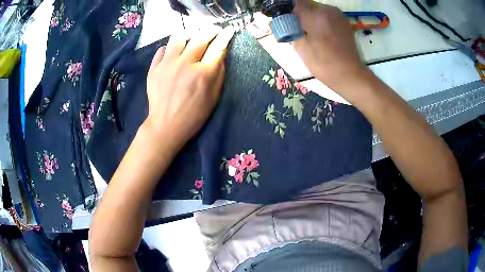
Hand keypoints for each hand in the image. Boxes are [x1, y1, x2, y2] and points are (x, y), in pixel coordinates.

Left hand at [145, 26, 234, 148]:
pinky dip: (170, 48)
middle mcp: (185, 64)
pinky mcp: (154, 68)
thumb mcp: (213, 97)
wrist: (165, 126)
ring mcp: (167, 64)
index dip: (225, 36)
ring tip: (192, 38)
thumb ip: (219, 74)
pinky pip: (162, 49)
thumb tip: (220, 54)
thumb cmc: (193, 115)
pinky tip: (174, 54)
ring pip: (179, 37)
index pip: (217, 47)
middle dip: (211, 30)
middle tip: (214, 31)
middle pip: (200, 37)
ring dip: (189, 34)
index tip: (229, 30)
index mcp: (203, 73)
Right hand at [292, 0, 367, 92]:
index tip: (285, 21)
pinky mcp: (344, 22)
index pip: (295, 3)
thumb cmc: (323, 62)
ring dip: (310, 17)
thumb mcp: (300, 46)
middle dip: (299, 14)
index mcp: (315, 13)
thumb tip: (279, 21)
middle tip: (296, 29)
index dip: (288, 11)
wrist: (349, 75)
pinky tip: (321, 34)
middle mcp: (328, 9)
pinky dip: (321, 21)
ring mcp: (338, 15)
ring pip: (318, 10)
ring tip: (309, 33)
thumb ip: (289, 28)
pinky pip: (327, 16)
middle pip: (307, 5)